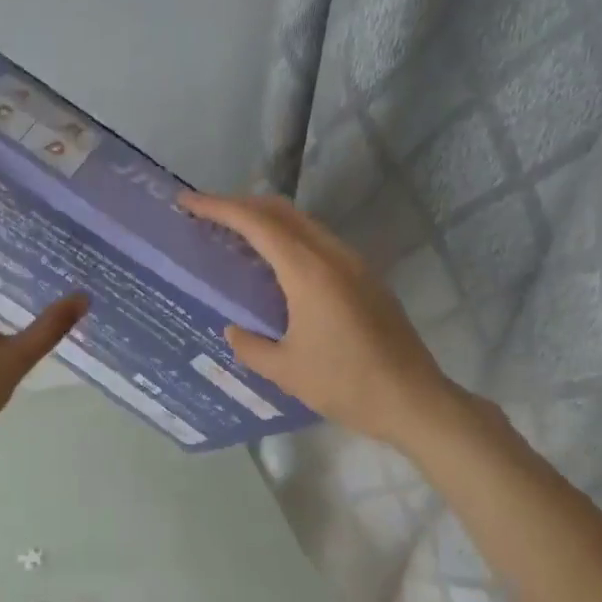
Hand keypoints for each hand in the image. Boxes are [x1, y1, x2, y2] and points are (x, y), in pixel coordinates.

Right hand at [178, 191, 464, 451]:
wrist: (413, 400)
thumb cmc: (345, 384)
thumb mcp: (285, 370)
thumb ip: (250, 346)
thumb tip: (233, 330)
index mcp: (309, 272)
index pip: (257, 224)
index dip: (220, 207)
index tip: (188, 202)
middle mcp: (333, 257)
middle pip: (282, 212)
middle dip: (242, 205)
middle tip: (208, 215)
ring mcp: (355, 265)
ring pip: (304, 225)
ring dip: (268, 222)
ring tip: (236, 237)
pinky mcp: (366, 279)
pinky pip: (320, 244)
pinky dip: (290, 240)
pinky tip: (276, 267)